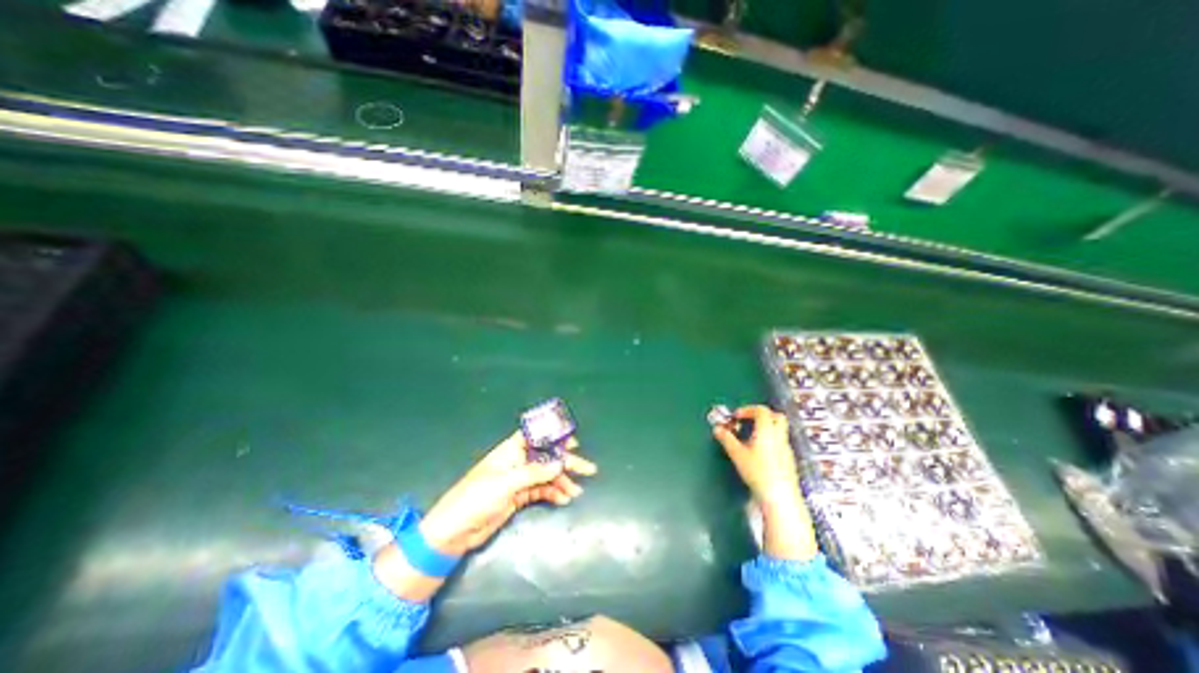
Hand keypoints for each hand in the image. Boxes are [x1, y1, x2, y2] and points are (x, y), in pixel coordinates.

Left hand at [417, 431, 596, 557]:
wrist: (454, 532)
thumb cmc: (476, 499)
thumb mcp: (506, 483)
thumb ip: (534, 473)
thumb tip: (560, 463)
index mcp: (510, 451)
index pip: (536, 436)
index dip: (554, 436)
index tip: (574, 441)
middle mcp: (517, 462)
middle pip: (546, 457)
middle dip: (566, 462)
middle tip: (587, 469)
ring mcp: (519, 479)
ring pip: (546, 475)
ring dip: (562, 481)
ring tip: (576, 492)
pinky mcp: (519, 496)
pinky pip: (541, 491)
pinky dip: (553, 493)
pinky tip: (564, 499)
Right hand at [704, 409, 819, 559]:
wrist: (780, 497)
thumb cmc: (758, 473)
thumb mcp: (737, 454)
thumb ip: (727, 439)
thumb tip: (717, 429)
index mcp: (767, 431)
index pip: (761, 410)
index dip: (748, 409)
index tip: (737, 416)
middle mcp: (779, 436)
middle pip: (775, 416)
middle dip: (761, 414)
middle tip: (747, 421)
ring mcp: (786, 448)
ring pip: (779, 429)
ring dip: (765, 427)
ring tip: (750, 437)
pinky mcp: (788, 459)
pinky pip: (780, 441)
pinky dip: (770, 439)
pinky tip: (759, 452)